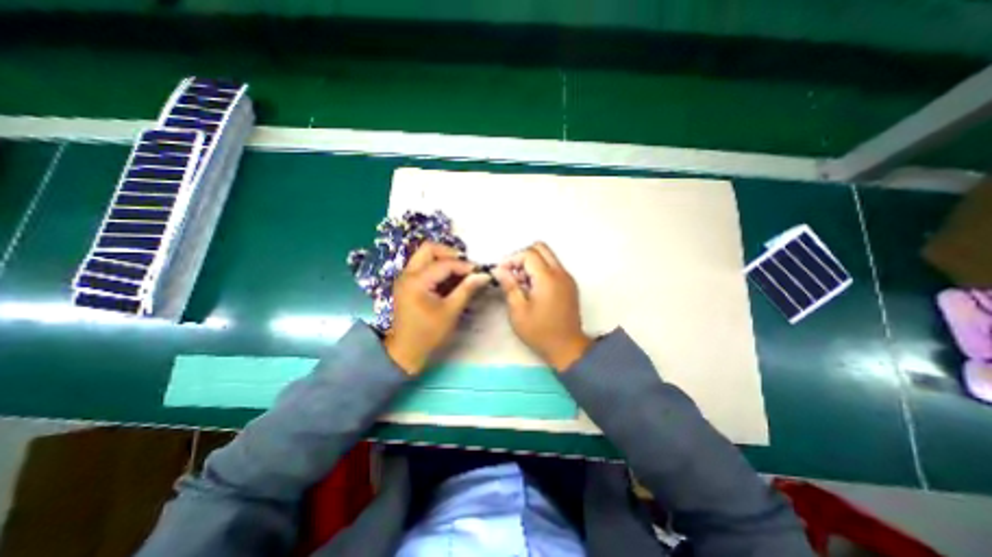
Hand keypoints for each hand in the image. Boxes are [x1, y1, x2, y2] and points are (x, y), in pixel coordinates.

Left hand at [381, 242, 489, 376]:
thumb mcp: (450, 311)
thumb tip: (484, 275)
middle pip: (429, 249)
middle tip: (466, 266)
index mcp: (416, 281)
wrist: (405, 351)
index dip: (464, 265)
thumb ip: (467, 289)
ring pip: (424, 255)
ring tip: (460, 271)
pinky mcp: (407, 283)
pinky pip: (423, 265)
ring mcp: (405, 277)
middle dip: (450, 253)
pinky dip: (437, 267)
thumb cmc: (428, 334)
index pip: (444, 263)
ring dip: (443, 259)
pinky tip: (450, 278)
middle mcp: (407, 274)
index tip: (479, 271)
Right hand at [492, 241, 590, 371]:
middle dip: (523, 256)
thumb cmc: (540, 331)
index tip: (501, 272)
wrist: (567, 347)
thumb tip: (498, 269)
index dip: (512, 259)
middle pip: (541, 248)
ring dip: (532, 263)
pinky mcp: (569, 285)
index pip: (528, 253)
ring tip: (520, 282)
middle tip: (511, 272)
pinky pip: (553, 267)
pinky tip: (532, 288)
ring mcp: (567, 278)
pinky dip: (540, 270)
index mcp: (548, 278)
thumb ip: (509, 285)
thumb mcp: (518, 310)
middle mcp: (560, 272)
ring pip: (548, 256)